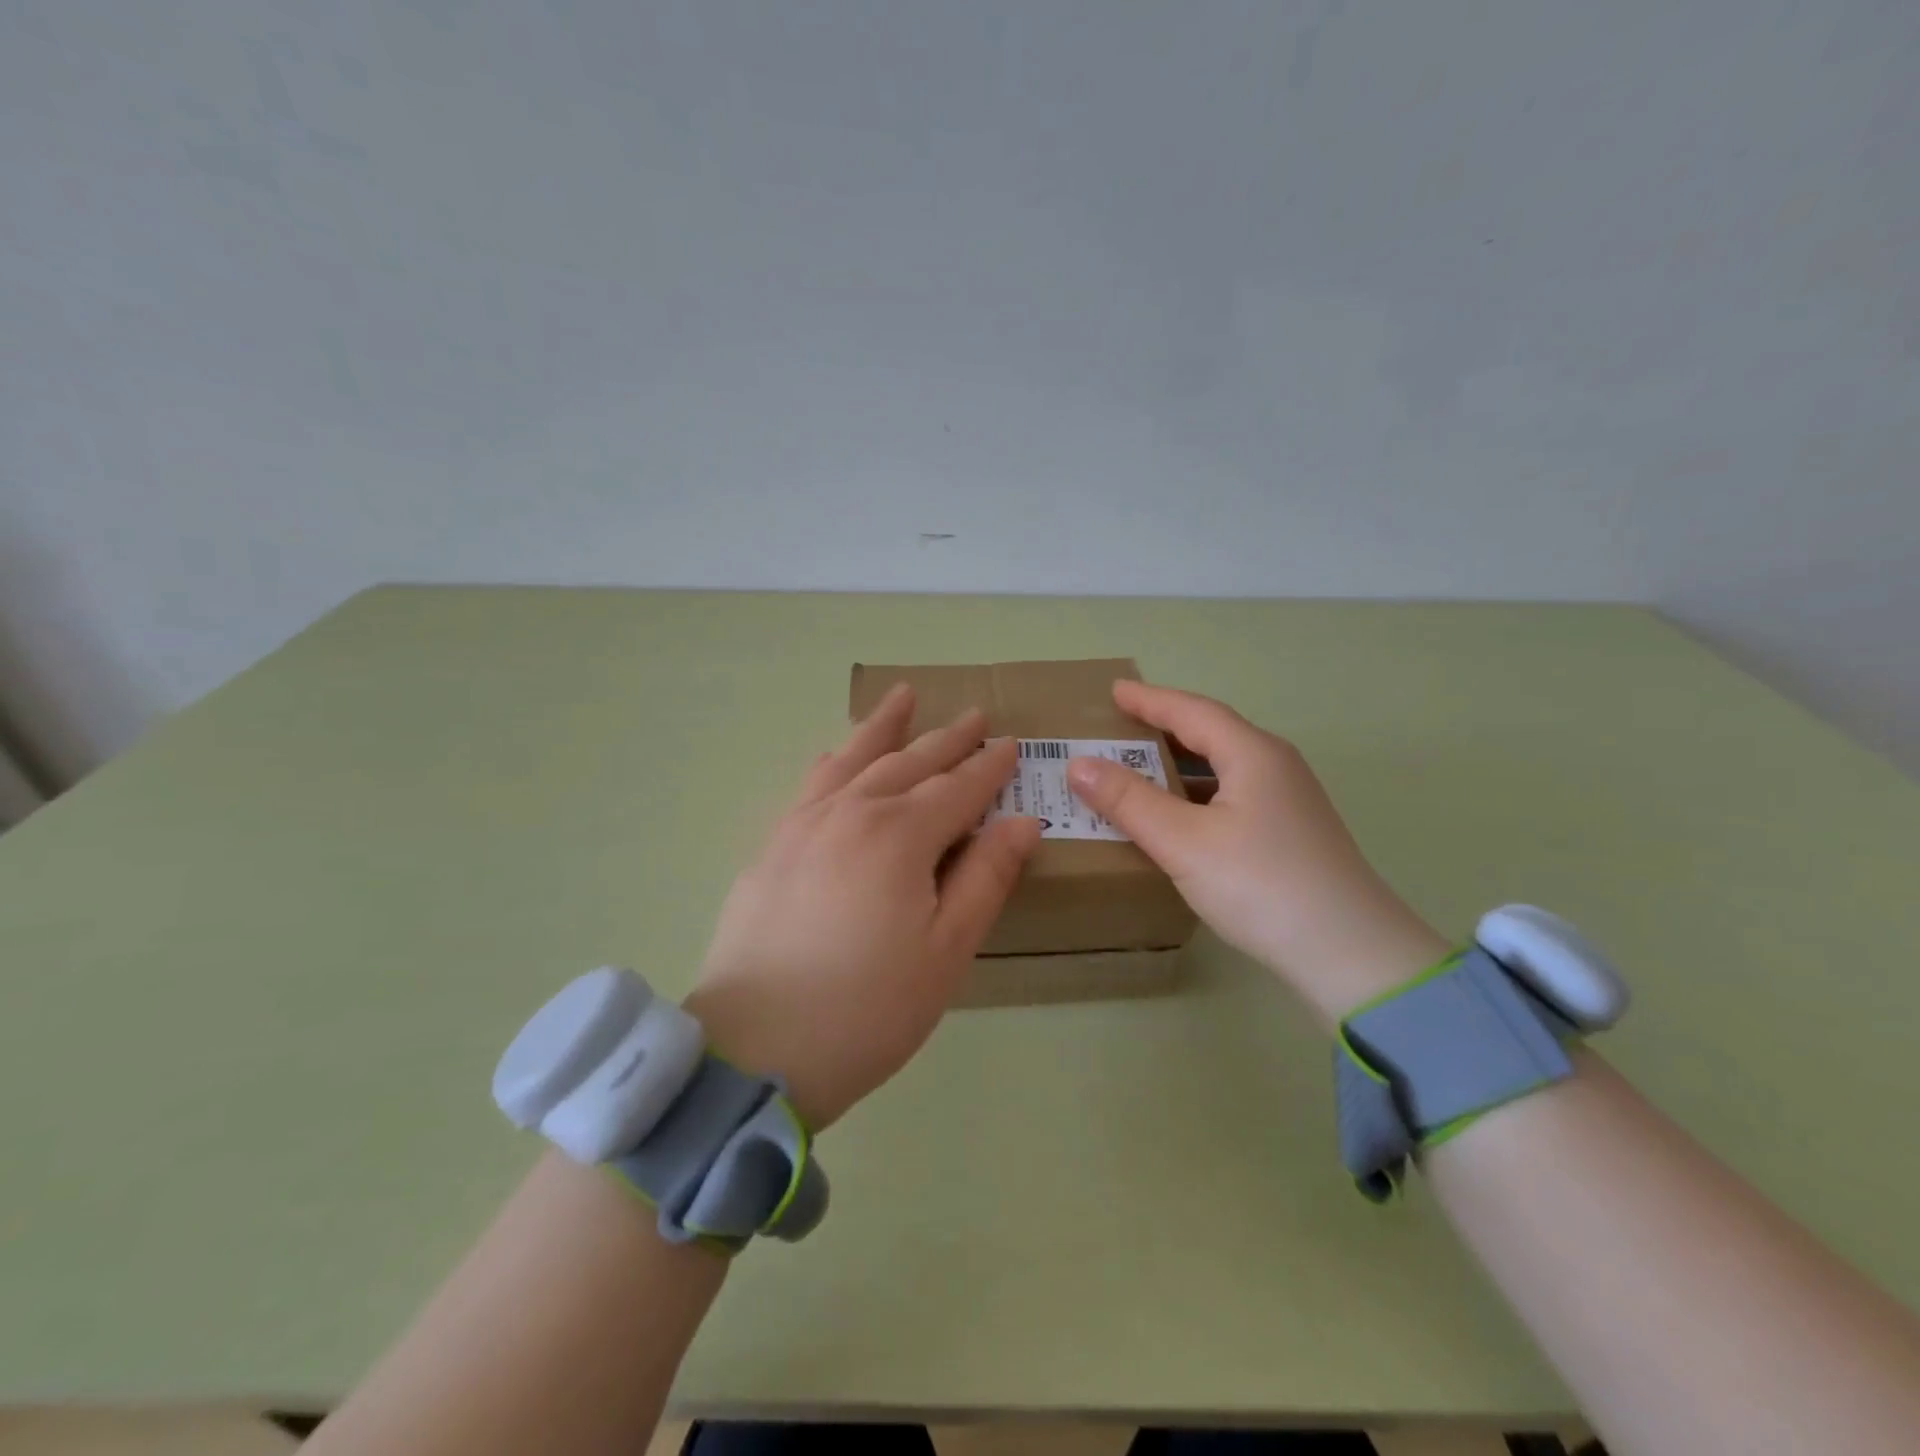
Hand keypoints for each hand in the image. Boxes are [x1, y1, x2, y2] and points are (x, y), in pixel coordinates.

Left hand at [686, 684, 1041, 1128]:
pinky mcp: (772, 846)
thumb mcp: (947, 951)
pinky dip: (836, 759)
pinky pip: (812, 783)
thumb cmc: (868, 1008)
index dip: (988, 767)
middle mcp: (851, 812)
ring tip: (903, 696)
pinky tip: (839, 753)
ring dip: (884, 727)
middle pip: (909, 762)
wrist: (755, 1049)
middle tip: (974, 715)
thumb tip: (1023, 820)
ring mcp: (803, 824)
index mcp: (900, 835)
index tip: (1012, 745)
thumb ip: (987, 877)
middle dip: (947, 739)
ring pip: (855, 759)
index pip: (957, 788)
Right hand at [1064, 681, 1447, 1024]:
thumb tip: (1078, 763)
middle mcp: (1275, 767)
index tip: (1114, 691)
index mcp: (1253, 754)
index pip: (1192, 711)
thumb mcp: (1183, 841)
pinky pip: (1231, 795)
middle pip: (1211, 733)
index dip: (1149, 699)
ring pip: (1223, 767)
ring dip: (1178, 764)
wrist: (1350, 954)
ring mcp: (1288, 801)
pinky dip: (1195, 794)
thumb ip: (1129, 800)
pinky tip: (1177, 817)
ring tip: (1138, 768)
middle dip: (1163, 727)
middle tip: (1120, 726)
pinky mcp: (1290, 833)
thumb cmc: (1261, 885)